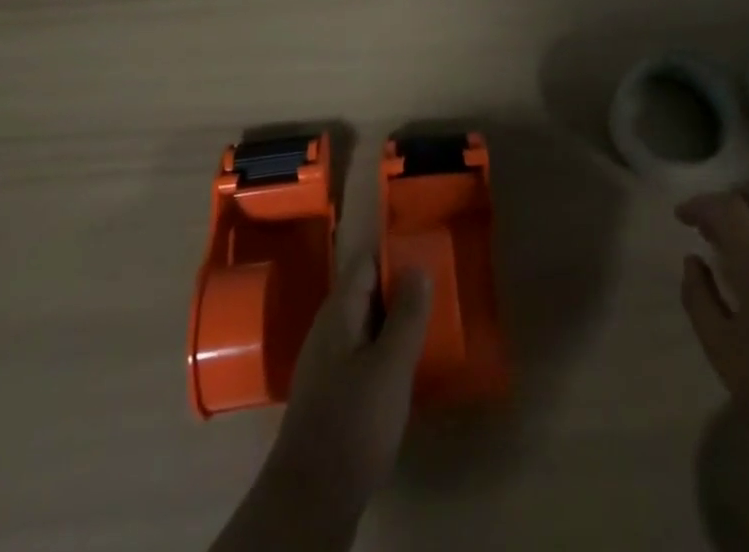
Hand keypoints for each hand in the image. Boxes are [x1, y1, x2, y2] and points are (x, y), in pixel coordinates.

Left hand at [262, 257, 432, 523]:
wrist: (310, 499)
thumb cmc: (353, 422)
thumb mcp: (390, 366)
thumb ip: (406, 316)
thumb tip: (417, 266)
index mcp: (338, 313)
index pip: (366, 263)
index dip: (394, 252)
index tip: (427, 247)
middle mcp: (328, 330)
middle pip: (365, 292)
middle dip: (398, 286)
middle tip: (438, 285)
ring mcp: (327, 362)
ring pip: (365, 324)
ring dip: (394, 320)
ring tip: (430, 321)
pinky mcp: (332, 393)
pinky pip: (363, 352)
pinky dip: (386, 349)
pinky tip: (407, 365)